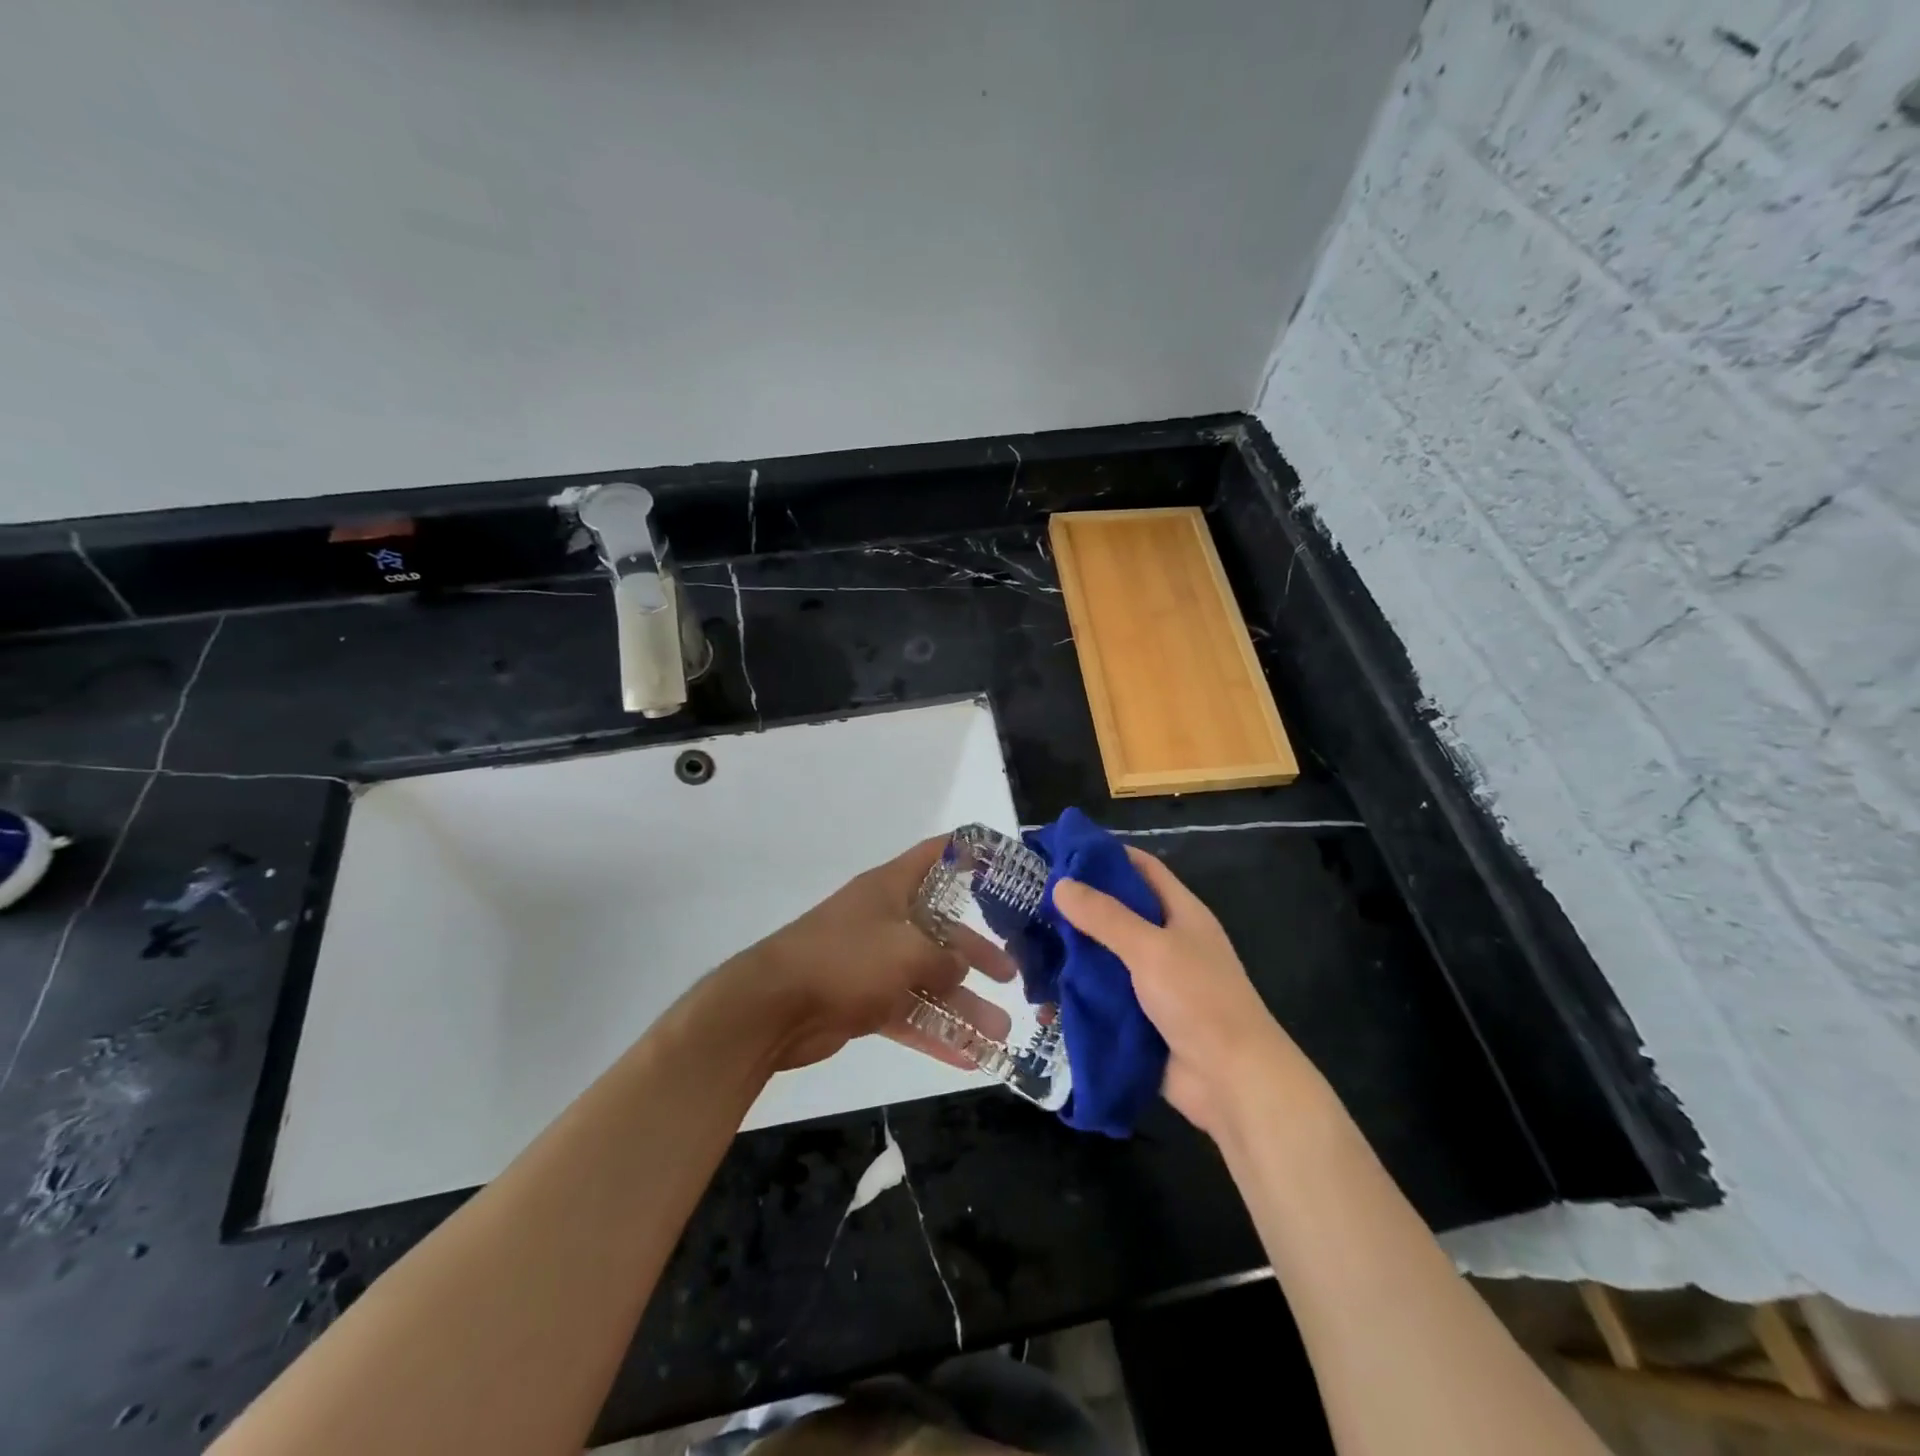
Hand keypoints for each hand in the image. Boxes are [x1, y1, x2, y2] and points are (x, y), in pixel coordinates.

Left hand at [729, 837, 1016, 1071]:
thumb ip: (943, 959)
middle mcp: (883, 921)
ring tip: (1000, 1033)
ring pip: (927, 980)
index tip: (1002, 863)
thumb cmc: (846, 959)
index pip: (935, 856)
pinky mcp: (860, 1001)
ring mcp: (871, 963)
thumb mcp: (908, 951)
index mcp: (891, 889)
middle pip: (940, 931)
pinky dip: (934, 1033)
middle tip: (1011, 974)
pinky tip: (968, 1057)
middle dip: (975, 954)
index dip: (968, 853)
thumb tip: (960, 968)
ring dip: (962, 1006)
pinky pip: (907, 1014)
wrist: (772, 1007)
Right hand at [1052, 847, 1312, 1137]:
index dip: (1105, 856)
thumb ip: (1105, 916)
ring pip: (1103, 956)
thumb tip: (1060, 884)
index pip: (1141, 868)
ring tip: (1024, 946)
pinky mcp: (1138, 1017)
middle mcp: (1166, 941)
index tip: (1061, 853)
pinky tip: (1041, 994)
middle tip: (1029, 901)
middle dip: (1076, 908)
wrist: (1232, 1082)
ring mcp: (1152, 981)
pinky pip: (1100, 996)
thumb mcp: (1151, 948)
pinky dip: (1075, 994)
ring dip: (1070, 953)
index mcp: (1180, 913)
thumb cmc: (1199, 1001)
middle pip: (1116, 912)